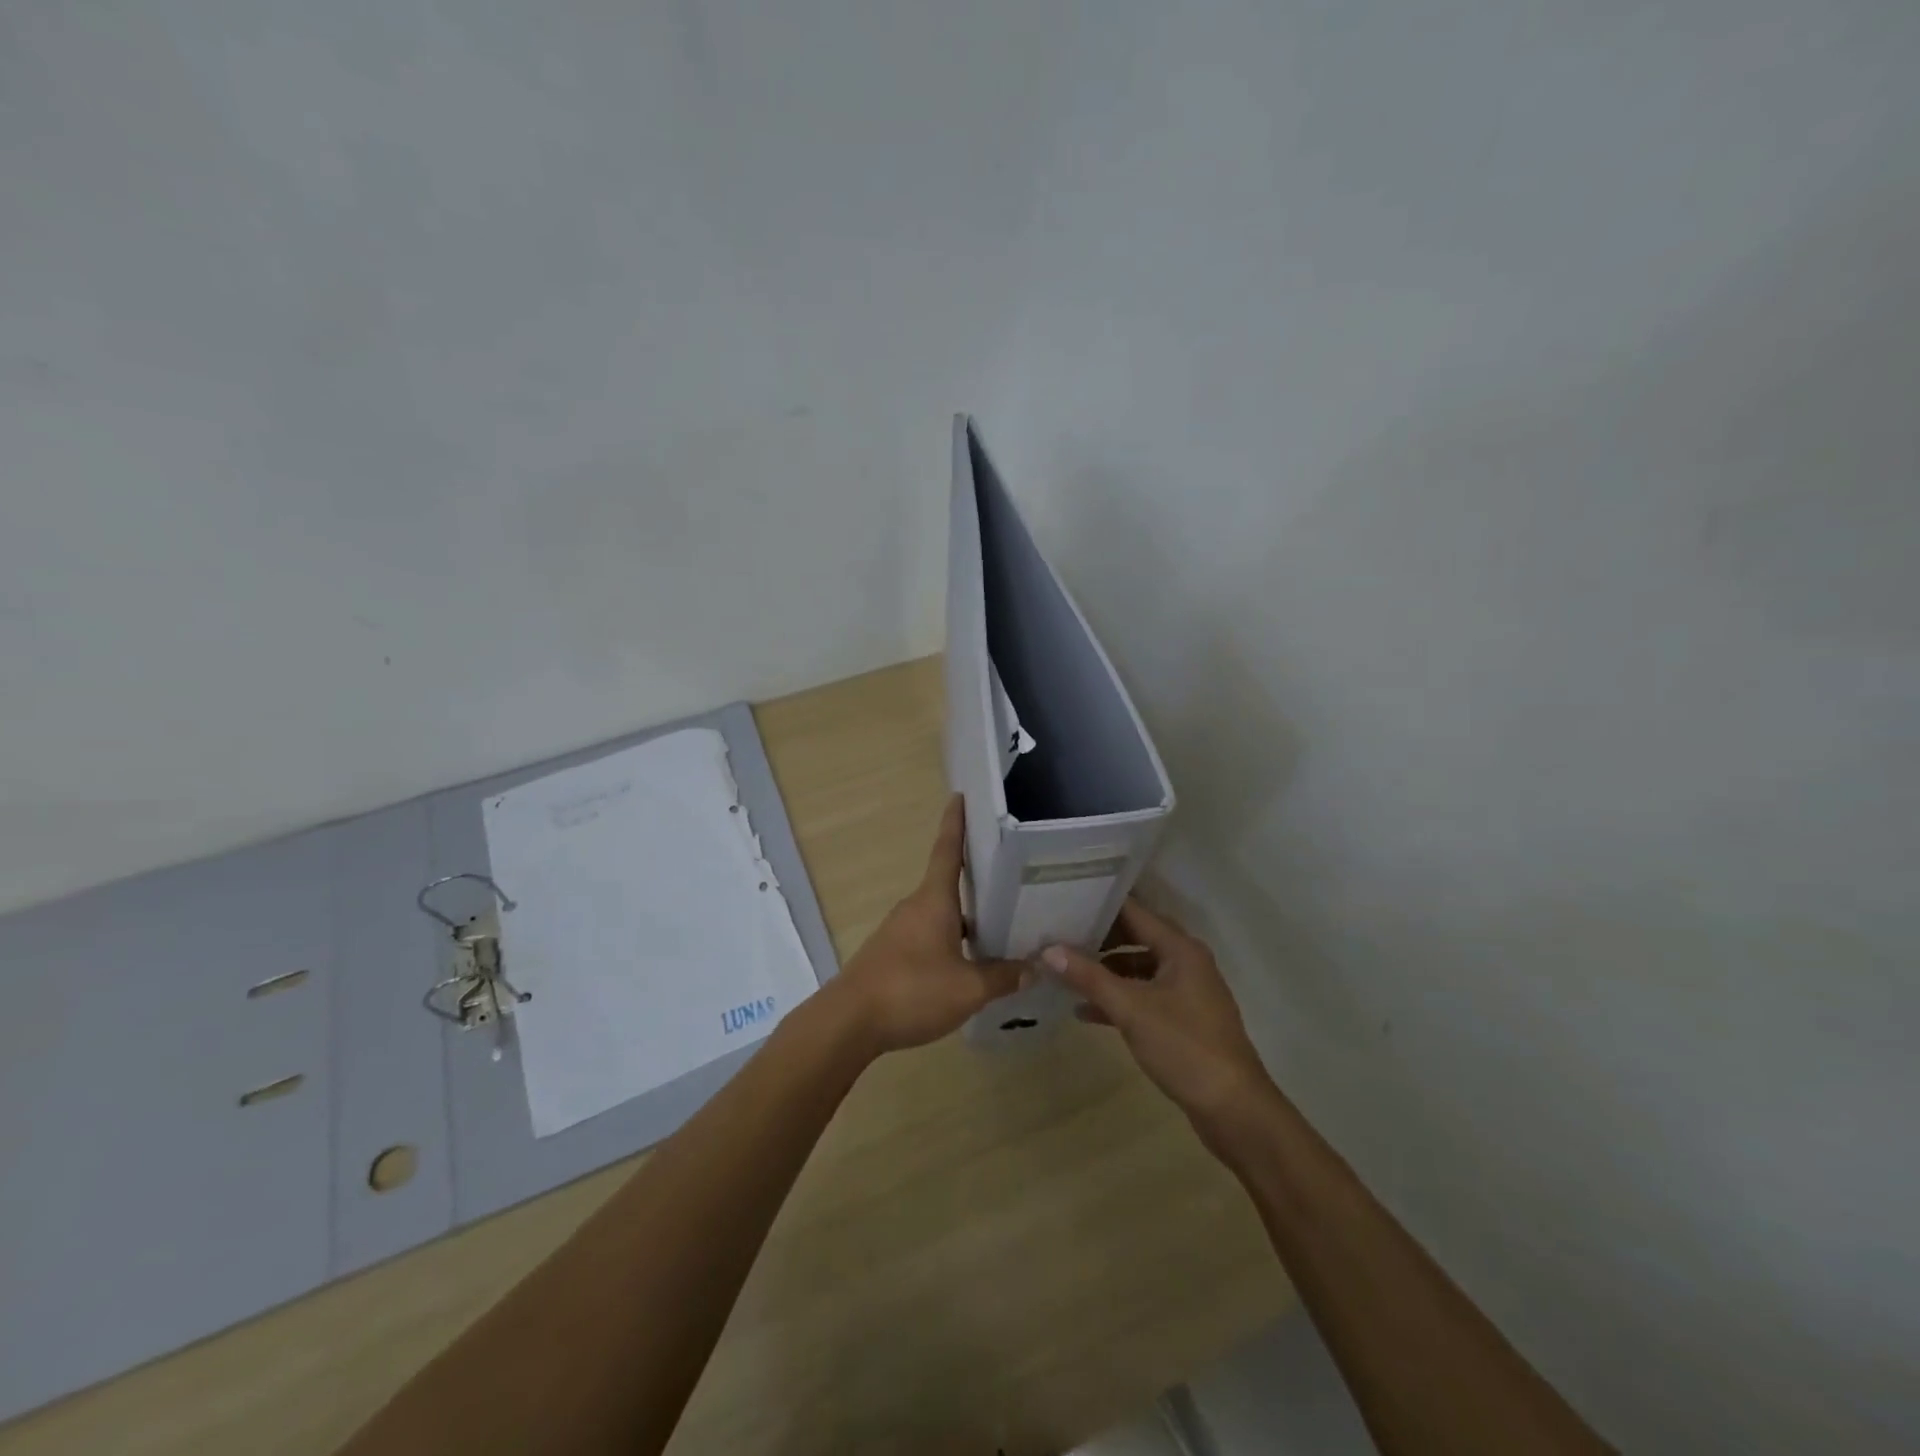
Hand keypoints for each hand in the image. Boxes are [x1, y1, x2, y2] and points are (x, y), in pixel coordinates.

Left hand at [828, 795, 1023, 1054]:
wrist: (849, 1022)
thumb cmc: (911, 991)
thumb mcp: (968, 989)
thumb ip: (1003, 977)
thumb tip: (1034, 967)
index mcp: (934, 900)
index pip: (948, 850)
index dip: (955, 822)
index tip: (960, 796)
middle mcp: (915, 907)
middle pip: (949, 885)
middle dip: (977, 882)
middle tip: (1011, 881)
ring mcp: (899, 931)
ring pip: (940, 915)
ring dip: (966, 919)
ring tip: (1000, 930)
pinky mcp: (891, 955)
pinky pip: (928, 937)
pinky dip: (950, 942)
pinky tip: (968, 966)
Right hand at [1044, 899, 1271, 1126]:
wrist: (1234, 1110)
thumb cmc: (1185, 1047)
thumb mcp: (1131, 1009)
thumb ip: (1089, 977)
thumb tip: (1048, 950)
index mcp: (1180, 949)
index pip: (1134, 911)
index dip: (1099, 905)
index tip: (1064, 901)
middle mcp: (1186, 962)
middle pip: (1135, 937)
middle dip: (1099, 939)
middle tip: (1058, 935)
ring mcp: (1186, 992)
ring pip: (1138, 969)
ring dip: (1106, 971)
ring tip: (1066, 972)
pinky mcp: (1183, 1020)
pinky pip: (1144, 997)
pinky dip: (1118, 999)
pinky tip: (1086, 1011)